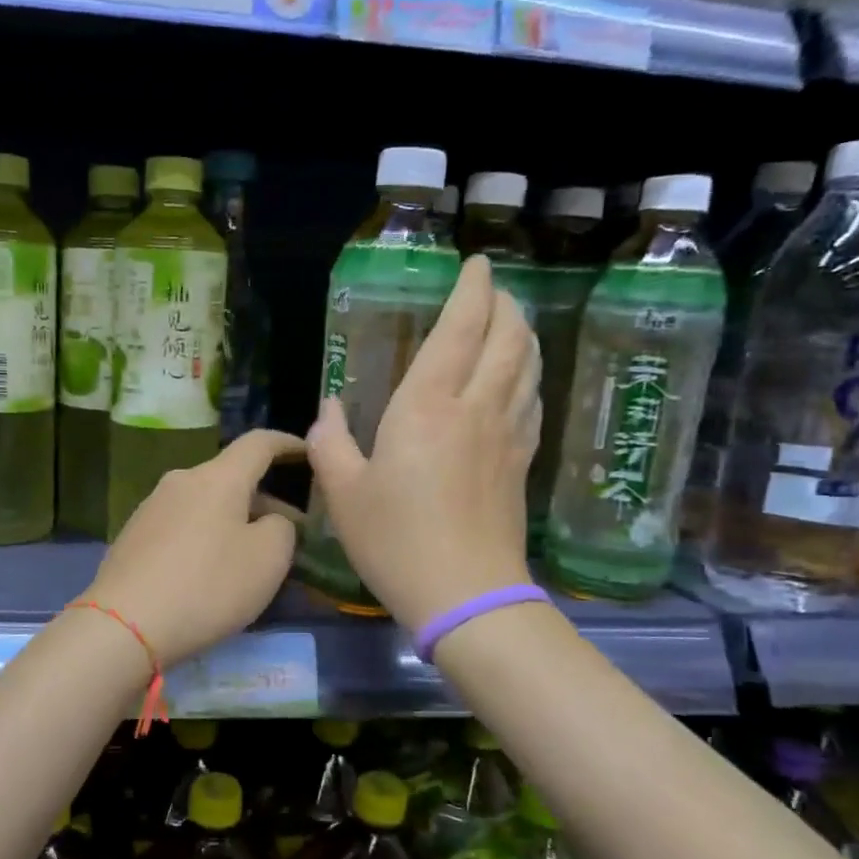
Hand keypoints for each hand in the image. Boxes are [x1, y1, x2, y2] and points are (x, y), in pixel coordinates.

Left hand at [82, 429, 303, 664]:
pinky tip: (209, 572)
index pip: (259, 443)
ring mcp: (151, 507)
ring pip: (205, 503)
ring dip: (233, 520)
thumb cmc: (208, 585)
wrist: (125, 624)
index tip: (308, 452)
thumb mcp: (269, 558)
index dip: (287, 443)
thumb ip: (282, 528)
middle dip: (264, 499)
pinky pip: (182, 525)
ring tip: (250, 556)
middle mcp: (181, 480)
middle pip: (231, 477)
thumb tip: (269, 520)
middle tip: (289, 531)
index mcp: (218, 477)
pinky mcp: (133, 536)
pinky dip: (205, 537)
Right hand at [306, 255, 540, 631]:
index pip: (461, 329)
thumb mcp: (344, 492)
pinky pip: (531, 403)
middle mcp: (476, 409)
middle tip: (491, 289)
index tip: (475, 264)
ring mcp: (506, 436)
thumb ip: (330, 443)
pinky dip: (527, 378)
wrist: (464, 594)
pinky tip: (519, 383)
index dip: (472, 290)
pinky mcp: (521, 464)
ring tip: (510, 322)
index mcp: (428, 407)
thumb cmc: (395, 540)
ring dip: (522, 335)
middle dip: (503, 304)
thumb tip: (327, 410)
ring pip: (527, 367)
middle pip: (507, 338)